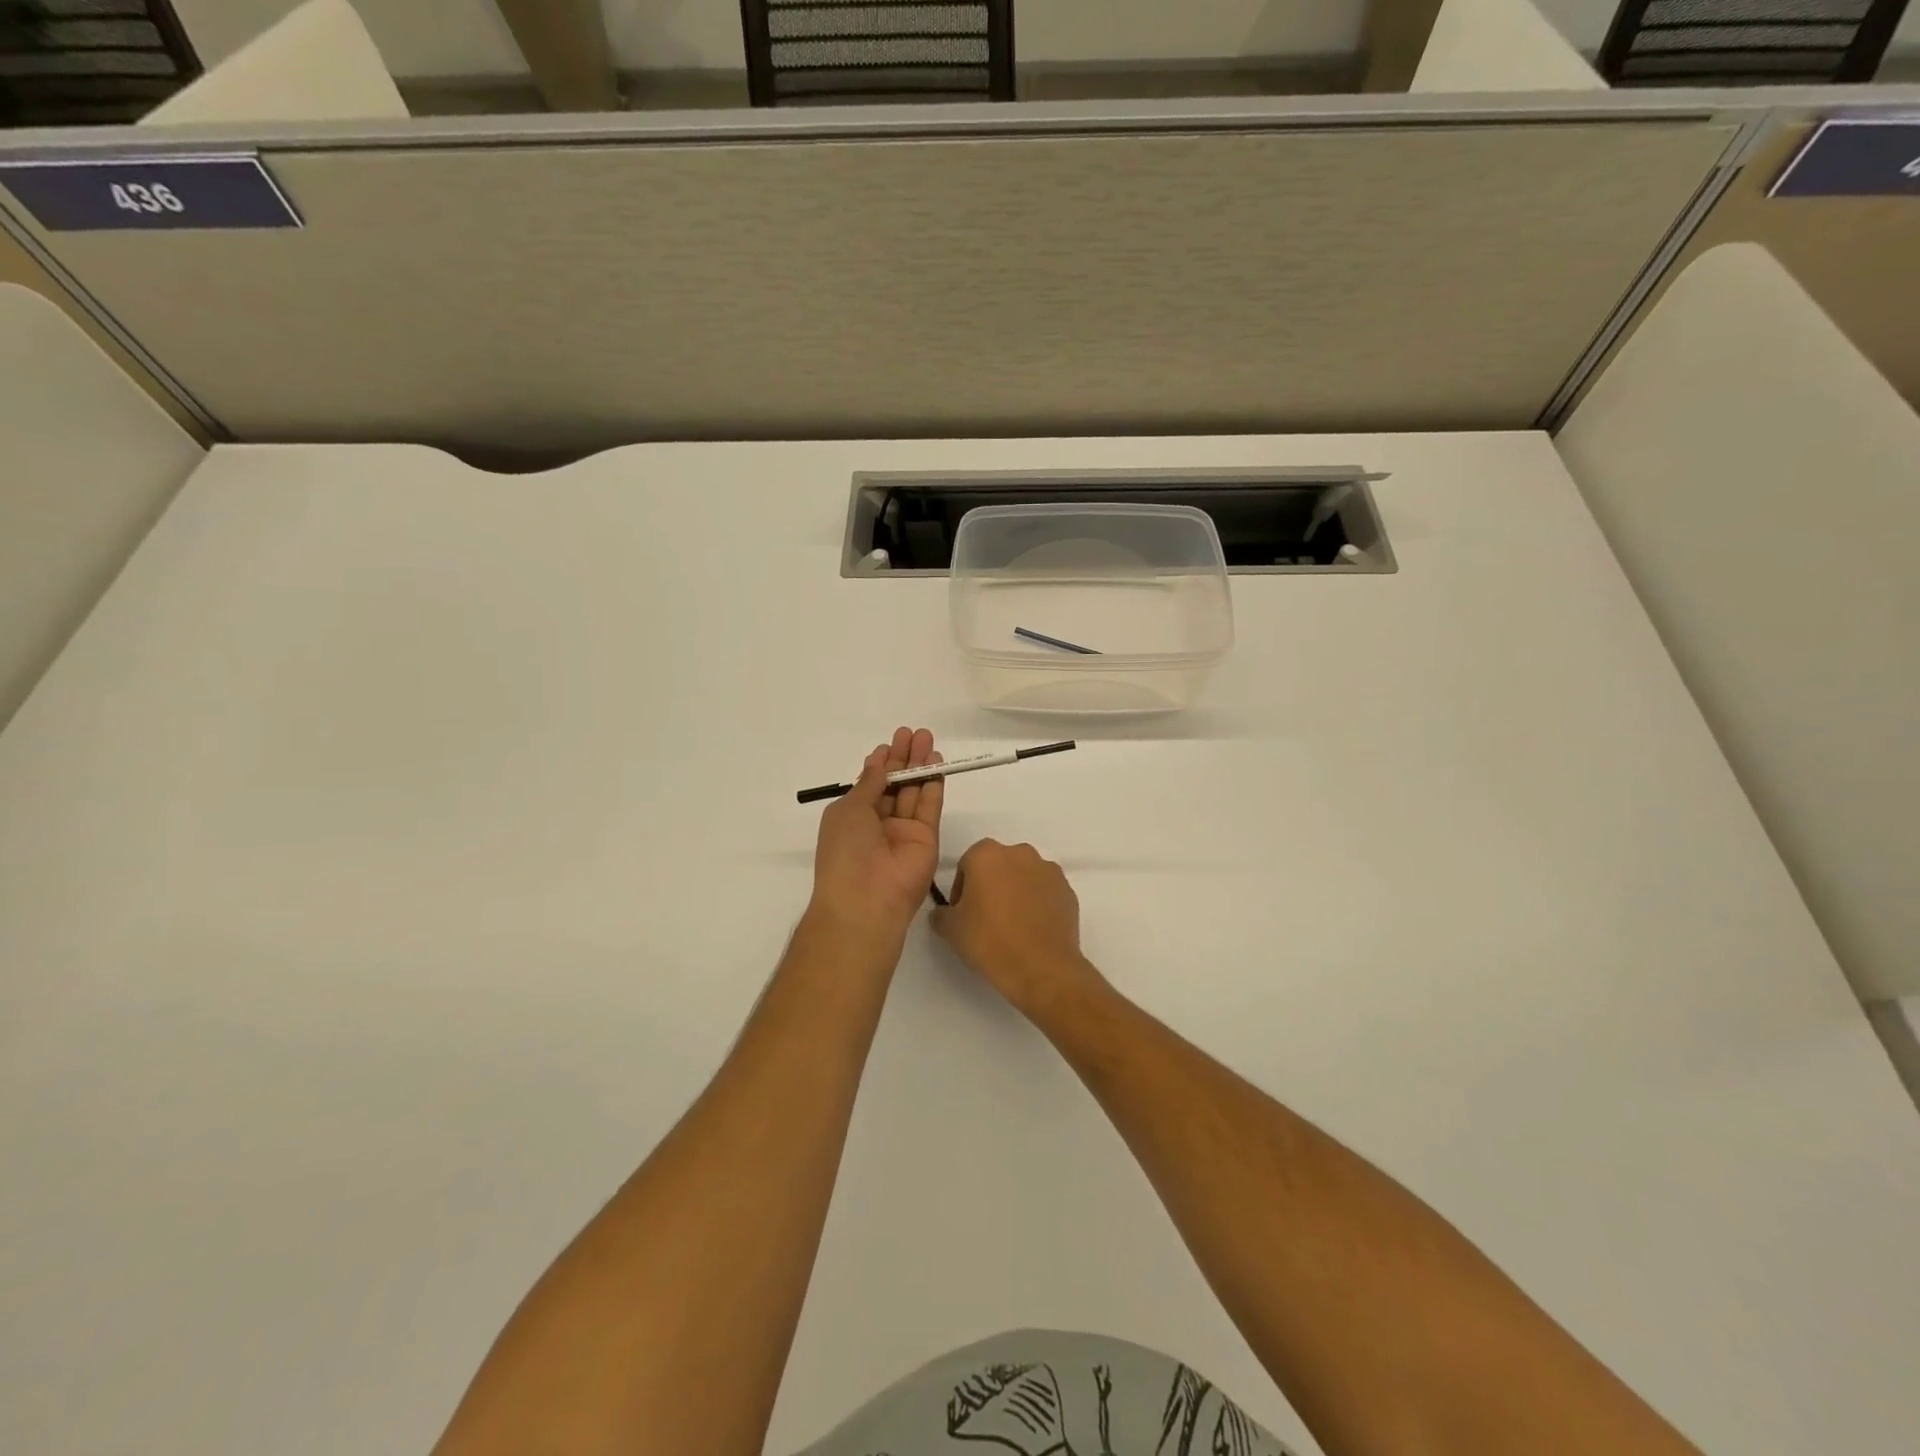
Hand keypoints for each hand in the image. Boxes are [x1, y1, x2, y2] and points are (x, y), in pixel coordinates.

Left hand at [807, 727, 942, 953]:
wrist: (866, 898)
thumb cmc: (845, 850)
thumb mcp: (848, 810)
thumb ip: (869, 784)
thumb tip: (879, 764)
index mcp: (853, 818)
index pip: (871, 785)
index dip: (881, 763)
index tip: (890, 743)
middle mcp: (879, 823)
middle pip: (895, 784)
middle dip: (904, 758)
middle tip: (913, 733)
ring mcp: (904, 831)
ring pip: (914, 791)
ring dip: (920, 765)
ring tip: (927, 738)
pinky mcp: (926, 838)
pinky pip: (930, 806)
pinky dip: (934, 784)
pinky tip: (937, 763)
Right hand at [931, 839, 1103, 1019]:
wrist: (1043, 969)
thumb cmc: (990, 942)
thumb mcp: (950, 930)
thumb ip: (942, 913)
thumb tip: (945, 912)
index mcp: (987, 855)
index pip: (967, 864)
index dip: (961, 889)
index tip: (963, 913)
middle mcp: (1020, 853)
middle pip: (997, 865)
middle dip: (990, 885)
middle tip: (985, 918)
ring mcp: (1048, 870)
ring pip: (1023, 876)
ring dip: (1015, 892)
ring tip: (1012, 925)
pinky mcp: (1068, 890)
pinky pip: (1045, 892)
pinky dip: (1037, 904)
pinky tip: (1032, 930)